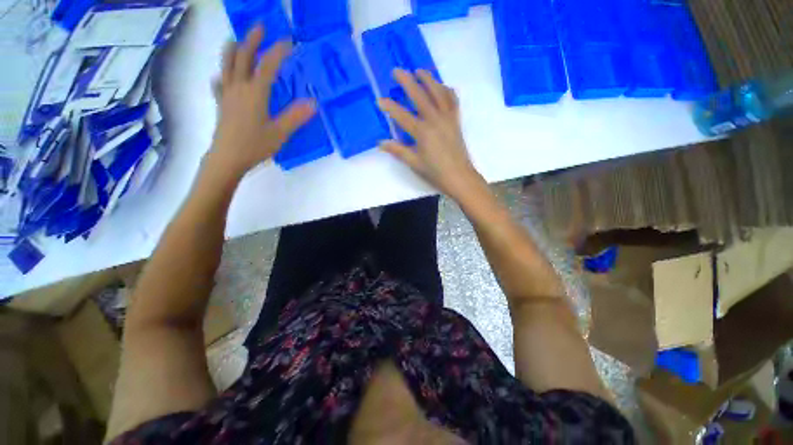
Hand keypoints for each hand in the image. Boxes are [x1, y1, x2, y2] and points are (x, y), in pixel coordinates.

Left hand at [208, 26, 315, 178]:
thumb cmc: (255, 145)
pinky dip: (222, 75)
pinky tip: (223, 76)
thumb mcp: (280, 132)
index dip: (278, 51)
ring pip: (227, 65)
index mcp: (255, 92)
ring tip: (236, 41)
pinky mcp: (221, 104)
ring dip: (232, 50)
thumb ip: (296, 117)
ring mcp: (227, 94)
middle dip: (252, 40)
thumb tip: (313, 103)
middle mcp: (239, 87)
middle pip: (243, 57)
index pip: (268, 66)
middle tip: (260, 27)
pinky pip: (219, 83)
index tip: (289, 41)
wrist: (228, 158)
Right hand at [377, 69, 482, 199]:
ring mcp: (447, 118)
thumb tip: (381, 143)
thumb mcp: (414, 163)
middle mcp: (435, 119)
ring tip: (419, 71)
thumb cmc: (435, 173)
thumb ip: (398, 151)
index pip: (401, 115)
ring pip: (438, 92)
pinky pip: (453, 101)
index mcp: (422, 132)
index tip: (379, 100)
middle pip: (419, 95)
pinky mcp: (456, 121)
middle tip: (396, 71)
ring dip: (428, 79)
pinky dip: (447, 91)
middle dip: (406, 81)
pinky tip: (442, 87)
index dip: (389, 107)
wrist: (459, 177)